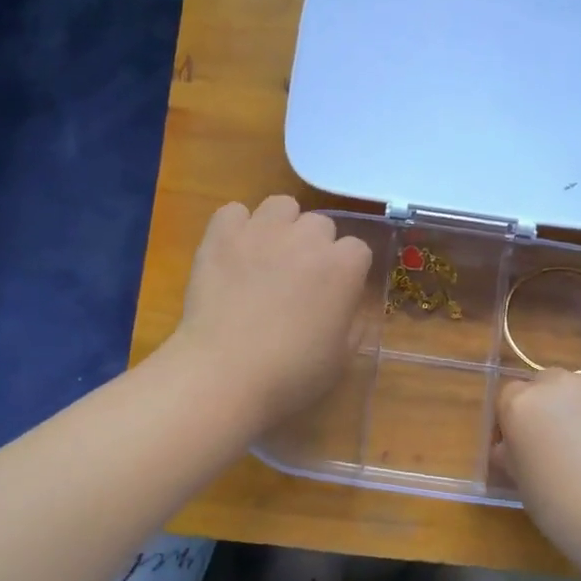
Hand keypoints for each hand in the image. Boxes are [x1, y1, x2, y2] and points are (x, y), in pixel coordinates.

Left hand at [173, 195, 374, 431]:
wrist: (224, 374)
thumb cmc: (291, 374)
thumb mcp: (341, 358)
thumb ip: (353, 323)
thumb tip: (347, 305)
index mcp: (343, 267)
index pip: (358, 249)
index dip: (347, 271)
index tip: (335, 293)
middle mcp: (307, 237)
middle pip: (321, 224)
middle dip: (315, 247)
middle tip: (299, 279)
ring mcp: (262, 231)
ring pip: (281, 206)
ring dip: (281, 226)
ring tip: (267, 256)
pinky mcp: (222, 235)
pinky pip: (233, 211)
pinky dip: (236, 227)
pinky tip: (233, 253)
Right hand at [496, 370, 580, 569]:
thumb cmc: (566, 512)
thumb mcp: (524, 486)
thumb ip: (513, 455)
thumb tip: (511, 447)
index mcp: (523, 404)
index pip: (508, 397)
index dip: (513, 422)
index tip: (520, 448)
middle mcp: (561, 385)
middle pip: (545, 385)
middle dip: (547, 407)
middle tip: (556, 445)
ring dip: (580, 410)